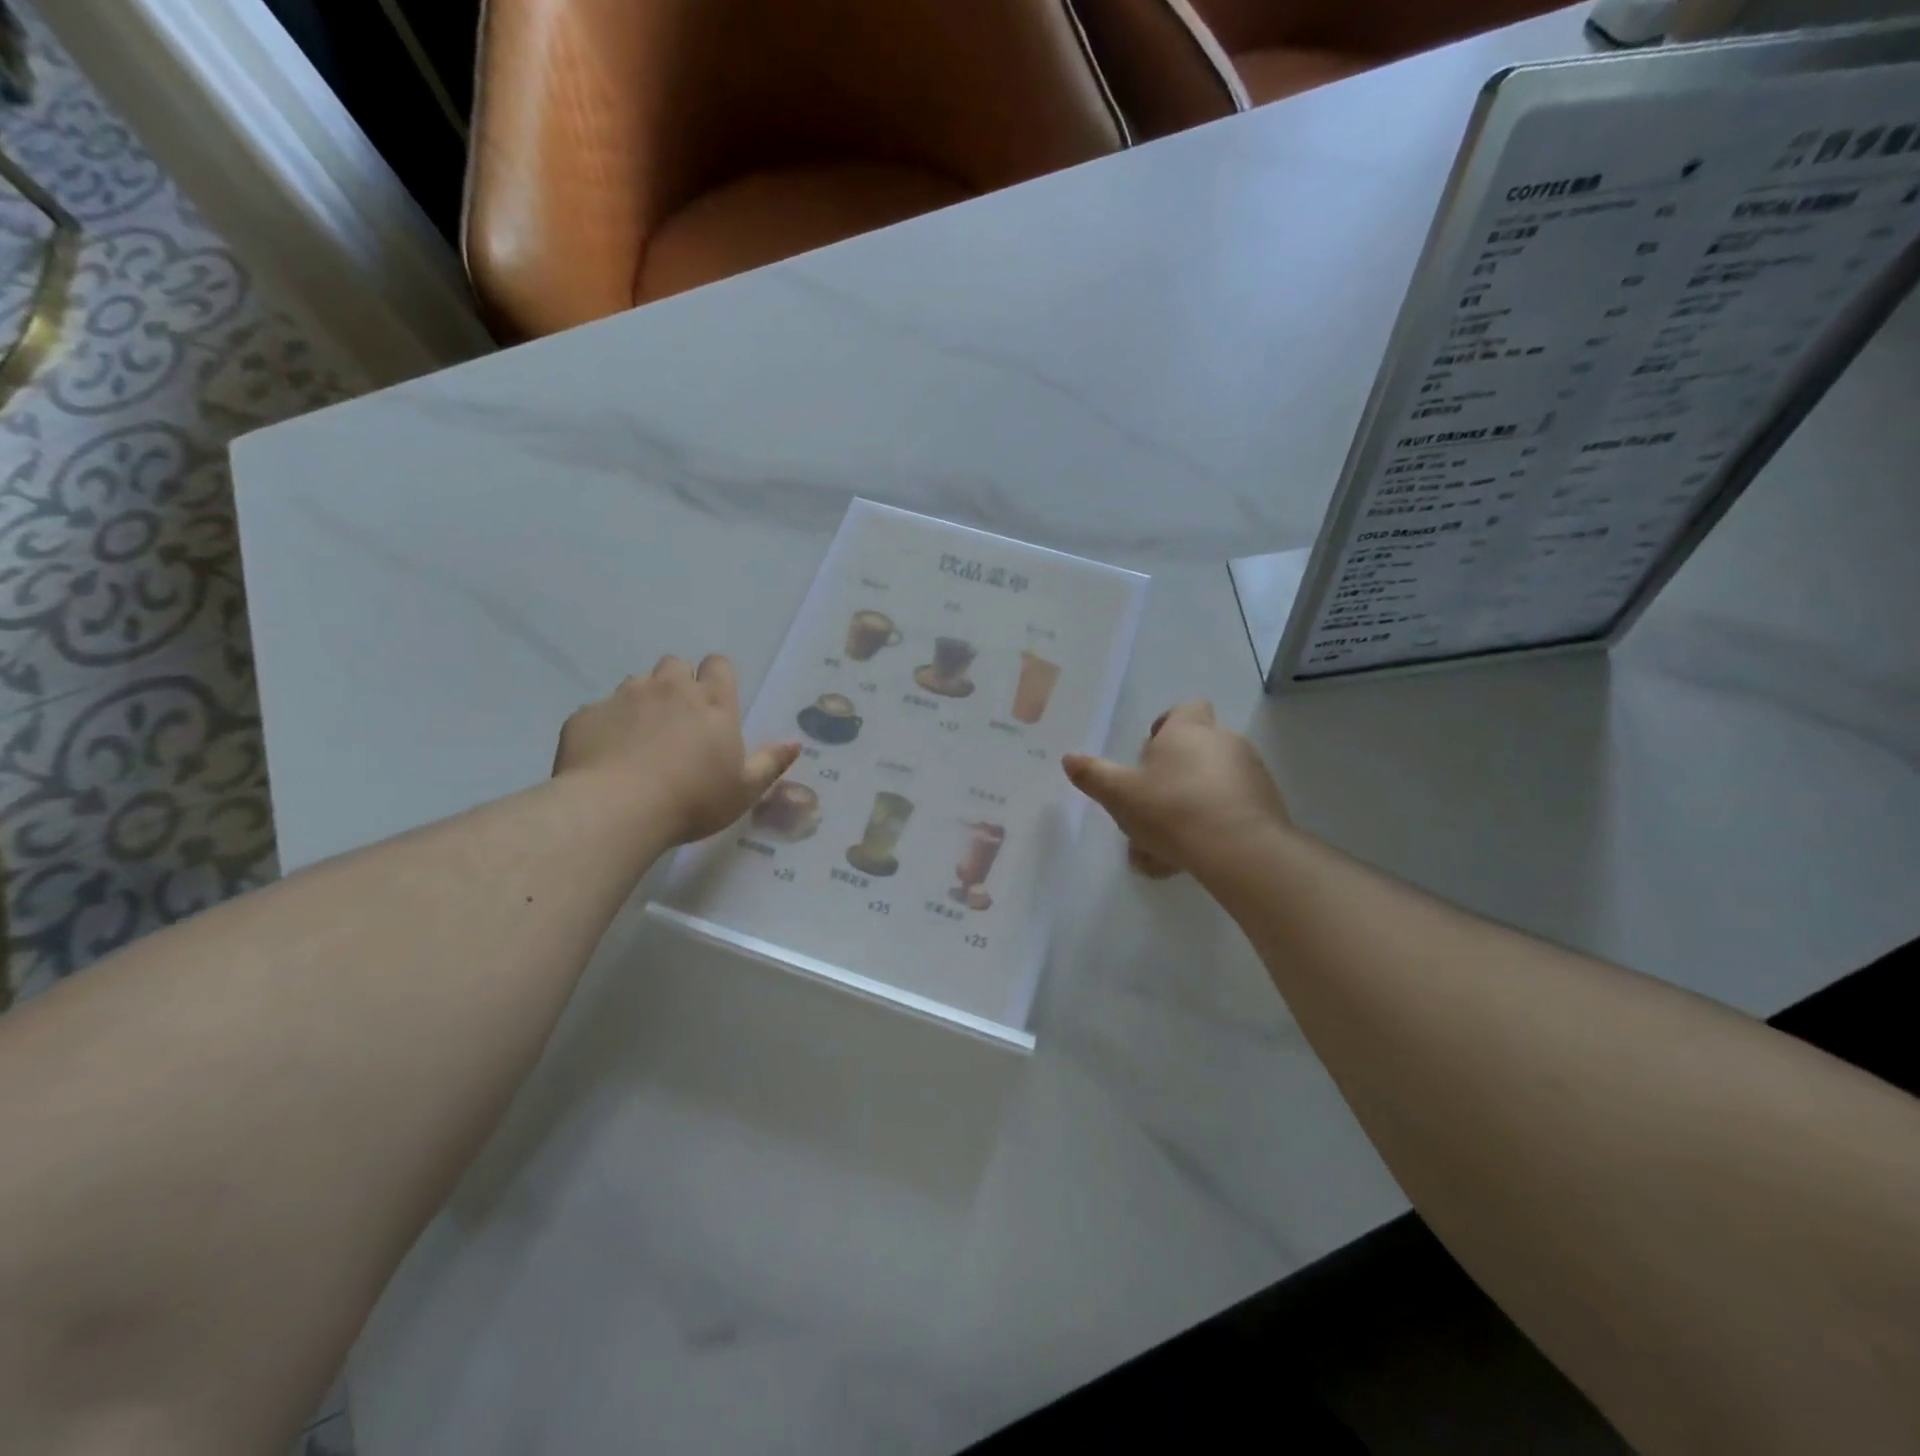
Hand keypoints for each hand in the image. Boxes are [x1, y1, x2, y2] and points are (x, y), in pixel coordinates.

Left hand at [554, 656, 800, 845]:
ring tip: (641, 739)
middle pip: (675, 665)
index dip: (717, 677)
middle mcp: (669, 688)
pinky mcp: (587, 715)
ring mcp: (624, 697)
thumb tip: (795, 743)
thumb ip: (770, 762)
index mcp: (712, 702)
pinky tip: (608, 756)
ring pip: (637, 683)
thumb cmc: (693, 800)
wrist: (616, 809)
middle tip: (678, 721)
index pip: (718, 664)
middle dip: (678, 683)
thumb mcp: (744, 789)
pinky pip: (600, 711)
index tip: (715, 702)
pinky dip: (607, 726)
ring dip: (643, 701)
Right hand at [1062, 702, 1289, 879]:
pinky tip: (1190, 858)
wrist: (1239, 850)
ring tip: (1165, 846)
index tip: (1150, 751)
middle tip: (1151, 803)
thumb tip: (1069, 758)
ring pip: (1213, 784)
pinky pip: (1232, 810)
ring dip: (1191, 805)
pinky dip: (1212, 826)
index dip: (1167, 725)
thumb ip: (1093, 775)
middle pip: (1198, 748)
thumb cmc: (1171, 809)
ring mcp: (1251, 773)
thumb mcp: (1119, 794)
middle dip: (1175, 774)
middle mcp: (1224, 742)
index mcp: (1188, 731)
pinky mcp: (1267, 805)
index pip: (1184, 708)